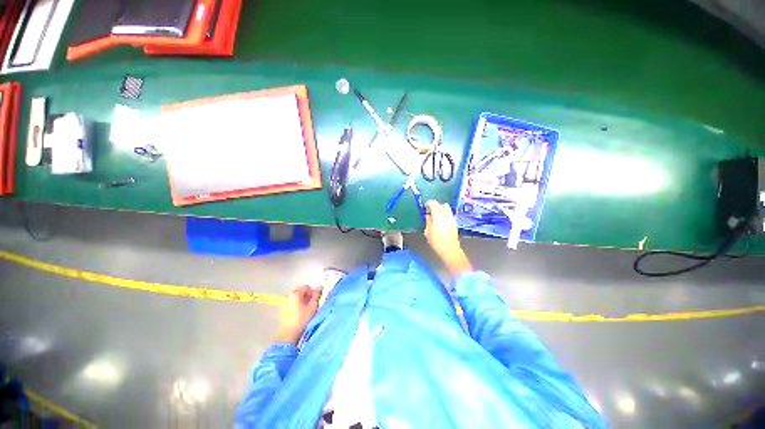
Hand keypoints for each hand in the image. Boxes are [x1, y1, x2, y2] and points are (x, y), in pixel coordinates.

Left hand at [276, 285, 321, 344]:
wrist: (288, 335)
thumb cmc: (302, 319)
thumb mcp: (312, 306)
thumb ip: (316, 295)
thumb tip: (319, 288)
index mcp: (295, 293)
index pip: (306, 287)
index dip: (312, 291)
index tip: (315, 299)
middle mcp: (288, 296)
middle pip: (300, 291)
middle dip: (307, 296)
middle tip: (311, 304)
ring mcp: (284, 303)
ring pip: (295, 298)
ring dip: (302, 301)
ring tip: (306, 310)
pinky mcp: (282, 310)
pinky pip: (291, 304)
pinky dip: (296, 305)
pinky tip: (299, 314)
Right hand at [425, 200, 472, 276]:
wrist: (449, 249)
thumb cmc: (436, 241)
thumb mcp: (427, 231)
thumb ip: (428, 221)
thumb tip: (428, 215)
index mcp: (438, 214)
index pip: (433, 203)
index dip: (428, 203)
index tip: (424, 207)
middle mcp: (446, 214)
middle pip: (442, 204)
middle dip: (436, 206)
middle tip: (430, 211)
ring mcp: (452, 218)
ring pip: (447, 209)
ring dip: (441, 210)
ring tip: (435, 216)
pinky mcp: (455, 222)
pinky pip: (449, 214)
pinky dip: (444, 215)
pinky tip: (440, 222)